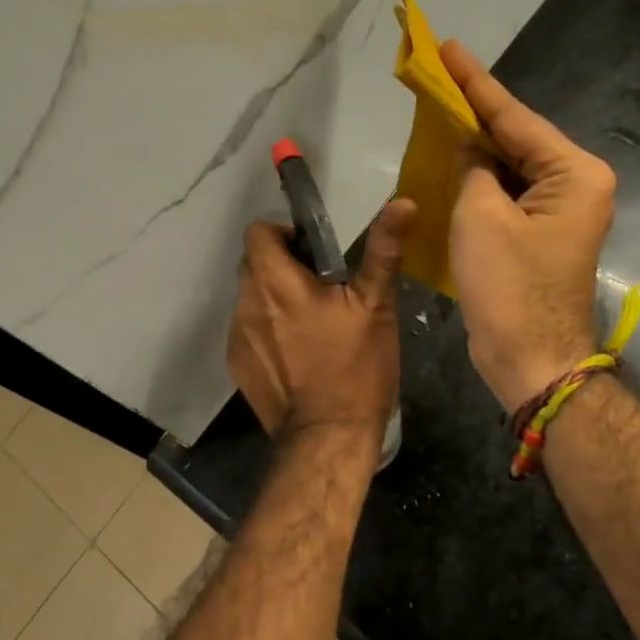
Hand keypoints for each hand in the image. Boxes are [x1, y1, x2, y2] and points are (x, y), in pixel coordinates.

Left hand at [227, 199, 417, 442]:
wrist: (327, 436)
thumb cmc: (356, 368)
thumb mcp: (375, 306)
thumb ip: (383, 251)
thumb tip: (402, 202)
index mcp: (277, 282)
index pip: (258, 232)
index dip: (282, 234)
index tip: (311, 253)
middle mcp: (247, 303)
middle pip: (252, 264)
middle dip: (280, 266)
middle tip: (318, 288)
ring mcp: (237, 336)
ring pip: (249, 298)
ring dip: (272, 299)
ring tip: (308, 324)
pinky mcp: (237, 364)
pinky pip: (247, 330)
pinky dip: (266, 330)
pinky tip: (295, 354)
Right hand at [441, 39, 616, 412]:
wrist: (530, 357)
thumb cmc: (508, 286)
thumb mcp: (481, 216)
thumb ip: (474, 169)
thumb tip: (472, 151)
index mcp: (574, 174)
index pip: (516, 117)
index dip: (476, 83)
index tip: (449, 47)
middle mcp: (575, 186)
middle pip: (517, 138)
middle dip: (476, 111)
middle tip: (438, 75)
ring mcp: (559, 212)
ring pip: (510, 166)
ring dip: (475, 146)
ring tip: (440, 109)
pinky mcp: (540, 234)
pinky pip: (507, 194)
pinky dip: (479, 180)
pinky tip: (452, 160)